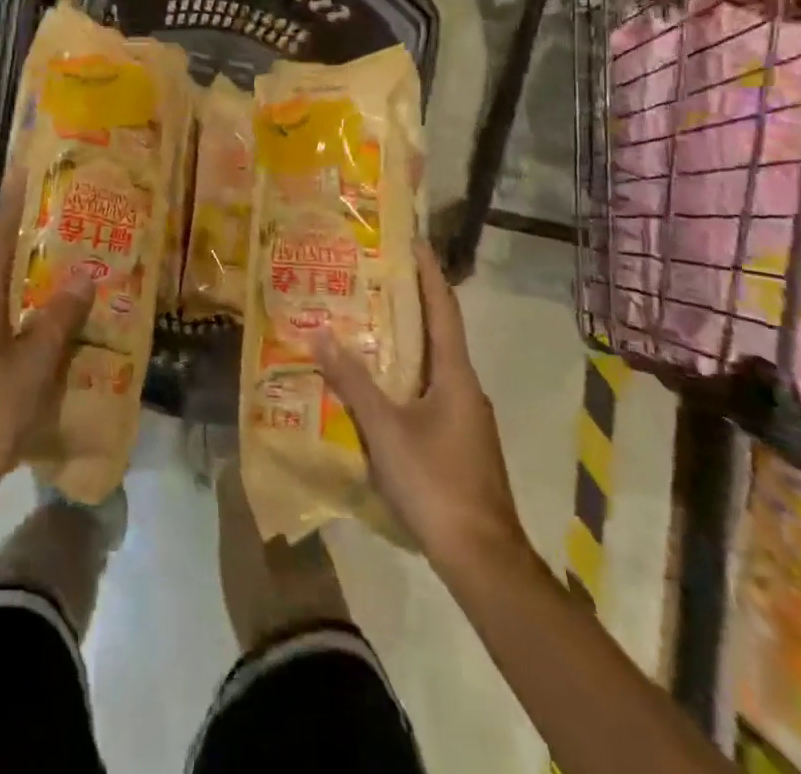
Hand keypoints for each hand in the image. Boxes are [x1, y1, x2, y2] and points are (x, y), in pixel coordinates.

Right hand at [313, 244, 526, 569]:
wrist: (482, 559)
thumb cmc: (436, 483)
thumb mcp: (385, 430)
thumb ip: (352, 382)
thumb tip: (318, 332)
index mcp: (456, 375)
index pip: (444, 309)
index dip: (429, 273)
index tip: (413, 241)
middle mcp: (465, 388)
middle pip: (438, 332)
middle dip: (410, 302)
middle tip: (373, 277)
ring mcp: (465, 417)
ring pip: (431, 365)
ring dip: (404, 340)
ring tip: (365, 323)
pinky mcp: (458, 442)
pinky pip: (428, 392)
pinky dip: (403, 375)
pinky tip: (376, 385)